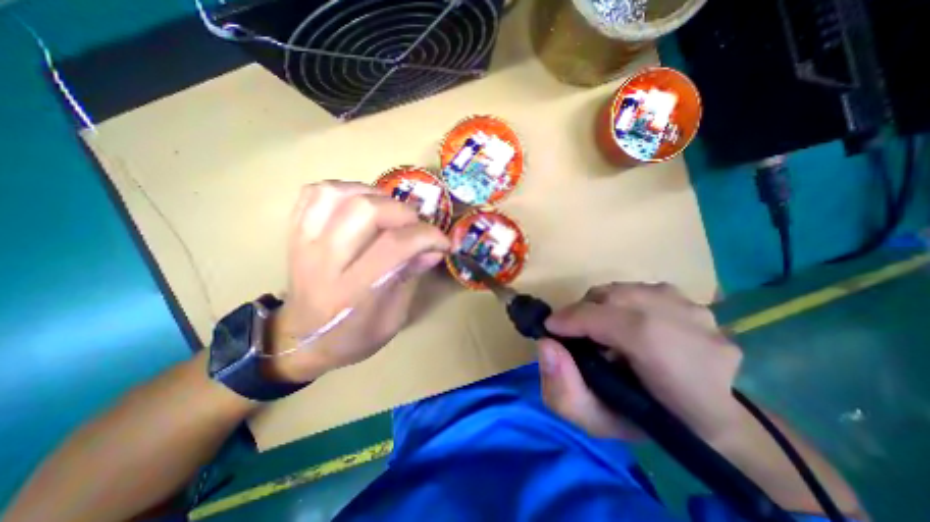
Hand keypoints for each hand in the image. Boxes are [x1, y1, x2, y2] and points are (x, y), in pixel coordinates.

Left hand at [262, 182, 452, 381]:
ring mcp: (304, 243)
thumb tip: (434, 249)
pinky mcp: (294, 233)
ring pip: (337, 194)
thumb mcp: (392, 319)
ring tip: (389, 212)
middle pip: (365, 211)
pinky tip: (360, 204)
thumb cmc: (352, 337)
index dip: (427, 236)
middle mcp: (325, 262)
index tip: (443, 242)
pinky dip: (344, 189)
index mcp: (353, 292)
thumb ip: (411, 278)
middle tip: (414, 226)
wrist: (300, 340)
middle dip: (402, 212)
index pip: (395, 246)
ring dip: (374, 195)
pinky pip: (315, 193)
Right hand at [537, 283, 741, 441]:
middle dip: (583, 311)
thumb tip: (546, 345)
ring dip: (601, 306)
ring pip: (625, 290)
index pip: (609, 319)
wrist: (713, 421)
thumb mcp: (598, 422)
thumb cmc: (652, 424)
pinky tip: (627, 324)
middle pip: (614, 297)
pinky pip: (641, 290)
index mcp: (670, 360)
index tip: (550, 329)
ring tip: (600, 329)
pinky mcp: (695, 301)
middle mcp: (688, 324)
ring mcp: (695, 308)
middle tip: (574, 332)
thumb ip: (563, 389)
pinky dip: (623, 303)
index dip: (571, 319)